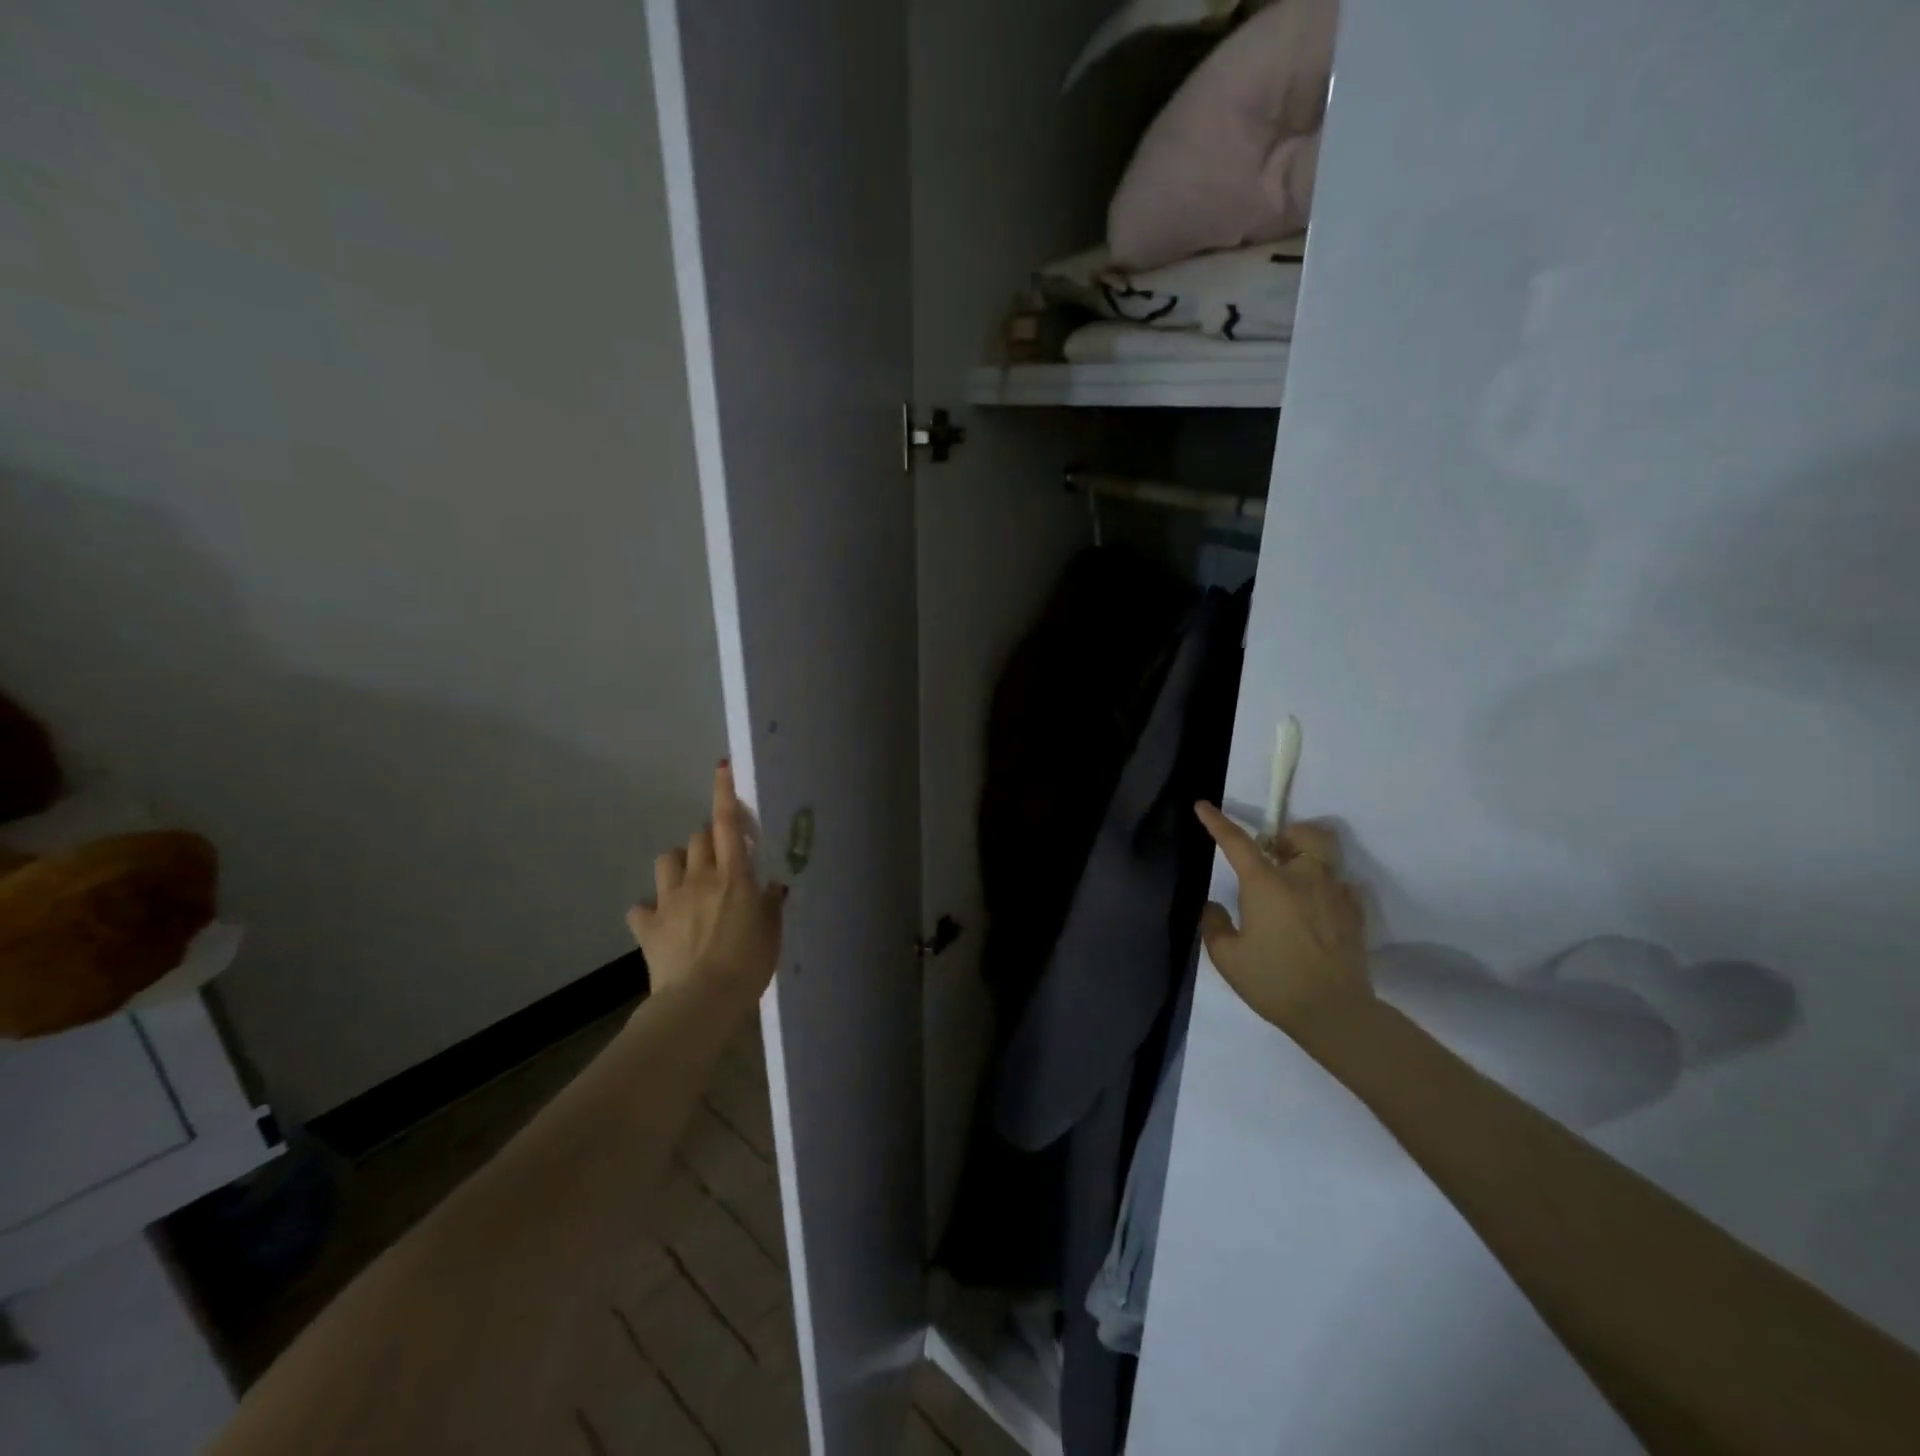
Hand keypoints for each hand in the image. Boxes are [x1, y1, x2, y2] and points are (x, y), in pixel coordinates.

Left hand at [627, 762, 785, 1009]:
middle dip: (708, 838)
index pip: (728, 823)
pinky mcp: (647, 926)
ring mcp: (670, 900)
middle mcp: (700, 878)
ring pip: (667, 859)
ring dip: (678, 863)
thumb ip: (770, 904)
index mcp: (733, 876)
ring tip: (688, 881)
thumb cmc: (747, 965)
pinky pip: (641, 907)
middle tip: (720, 858)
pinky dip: (650, 910)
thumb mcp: (771, 933)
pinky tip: (659, 921)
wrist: (700, 1001)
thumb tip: (772, 886)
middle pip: (698, 836)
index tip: (722, 768)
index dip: (725, 793)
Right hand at [1194, 803, 1368, 1033]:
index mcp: (1266, 884)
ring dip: (1308, 859)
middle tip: (1273, 854)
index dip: (1217, 822)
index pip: (1237, 841)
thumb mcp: (1228, 958)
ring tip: (1294, 883)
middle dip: (1288, 835)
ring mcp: (1335, 894)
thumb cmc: (1274, 981)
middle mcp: (1303, 879)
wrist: (1334, 1013)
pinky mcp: (1355, 915)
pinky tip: (1317, 911)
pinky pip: (1344, 887)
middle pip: (1305, 834)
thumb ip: (1214, 925)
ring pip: (1328, 856)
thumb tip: (1213, 906)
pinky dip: (1329, 889)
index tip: (1203, 806)